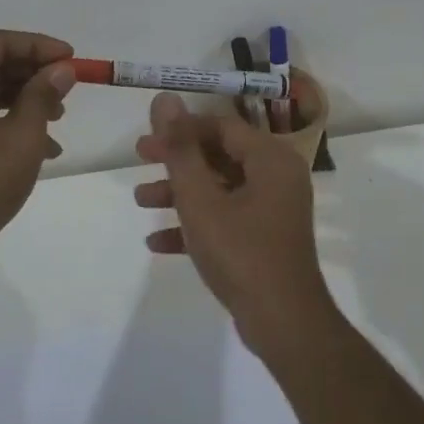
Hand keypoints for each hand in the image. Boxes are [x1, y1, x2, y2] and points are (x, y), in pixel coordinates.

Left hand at [0, 30, 77, 265]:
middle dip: (33, 73)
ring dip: (24, 98)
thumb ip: (43, 95)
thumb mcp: (23, 135)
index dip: (39, 45)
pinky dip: (6, 119)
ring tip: (59, 119)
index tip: (72, 59)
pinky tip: (40, 147)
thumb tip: (61, 69)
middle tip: (68, 89)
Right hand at [134, 91, 335, 356]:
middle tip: (139, 160)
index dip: (182, 128)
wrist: (284, 323)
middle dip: (176, 161)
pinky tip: (158, 242)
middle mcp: (277, 177)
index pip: (221, 126)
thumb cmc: (241, 253)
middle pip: (219, 155)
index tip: (148, 138)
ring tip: (140, 202)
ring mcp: (273, 209)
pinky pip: (226, 218)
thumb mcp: (200, 199)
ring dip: (180, 193)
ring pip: (220, 188)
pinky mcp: (265, 238)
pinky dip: (196, 224)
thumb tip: (165, 99)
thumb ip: (180, 149)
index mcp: (270, 159)